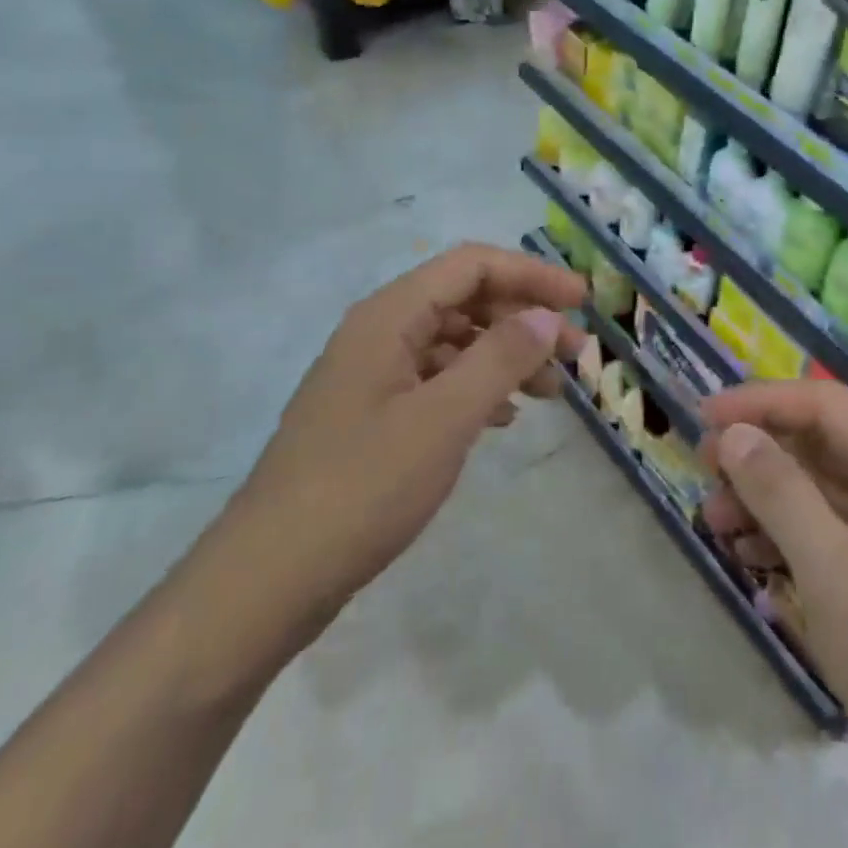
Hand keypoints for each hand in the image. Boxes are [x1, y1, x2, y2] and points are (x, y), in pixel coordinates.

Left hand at [225, 243, 585, 647]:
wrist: (266, 582)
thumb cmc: (362, 488)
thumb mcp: (444, 419)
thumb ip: (500, 358)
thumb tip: (547, 316)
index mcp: (389, 316)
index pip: (472, 266)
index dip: (531, 275)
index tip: (582, 302)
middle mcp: (379, 332)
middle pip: (465, 299)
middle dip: (524, 317)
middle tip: (575, 354)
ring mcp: (372, 375)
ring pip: (454, 341)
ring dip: (505, 355)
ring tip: (549, 391)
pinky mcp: (371, 415)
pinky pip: (437, 379)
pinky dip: (477, 387)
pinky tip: (503, 417)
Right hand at [698, 379, 847, 738]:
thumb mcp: (831, 567)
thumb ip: (780, 491)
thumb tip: (733, 434)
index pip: (824, 403)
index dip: (762, 400)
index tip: (705, 416)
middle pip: (819, 440)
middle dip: (759, 448)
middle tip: (703, 466)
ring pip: (817, 486)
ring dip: (763, 493)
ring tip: (713, 518)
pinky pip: (824, 528)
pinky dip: (782, 531)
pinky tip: (746, 551)